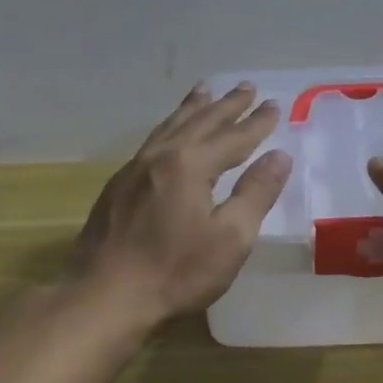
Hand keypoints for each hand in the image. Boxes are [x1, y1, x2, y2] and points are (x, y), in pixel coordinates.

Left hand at [73, 82, 292, 323]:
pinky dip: (170, 126)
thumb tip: (279, 156)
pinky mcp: (118, 186)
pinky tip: (170, 132)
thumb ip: (256, 193)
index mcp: (190, 165)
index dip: (257, 123)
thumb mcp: (230, 238)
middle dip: (227, 105)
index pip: (233, 137)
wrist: (104, 296)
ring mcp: (134, 169)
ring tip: (205, 90)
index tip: (275, 105)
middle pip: (200, 122)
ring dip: (193, 108)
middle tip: (246, 87)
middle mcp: (161, 156)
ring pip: (170, 127)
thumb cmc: (176, 271)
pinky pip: (152, 141)